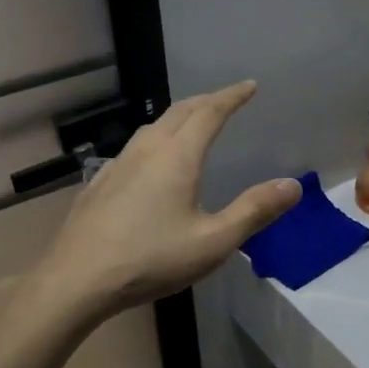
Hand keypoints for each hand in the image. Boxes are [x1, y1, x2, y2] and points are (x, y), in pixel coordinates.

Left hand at [28, 82, 299, 324]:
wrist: (76, 281)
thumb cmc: (151, 259)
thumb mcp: (213, 241)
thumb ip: (254, 211)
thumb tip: (292, 185)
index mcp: (178, 156)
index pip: (210, 112)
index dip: (232, 96)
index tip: (249, 86)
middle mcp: (147, 150)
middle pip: (179, 111)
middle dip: (206, 101)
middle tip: (226, 99)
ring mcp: (118, 164)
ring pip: (153, 127)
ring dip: (178, 117)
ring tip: (192, 124)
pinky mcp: (99, 183)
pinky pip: (134, 147)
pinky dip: (155, 139)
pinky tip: (149, 162)